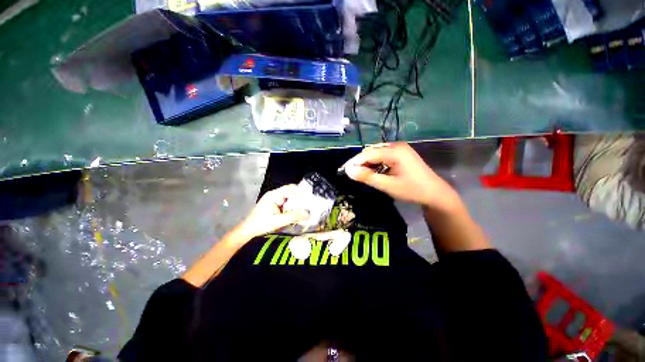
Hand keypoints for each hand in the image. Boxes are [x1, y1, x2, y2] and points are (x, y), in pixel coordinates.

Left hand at [238, 184, 308, 238]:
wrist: (247, 231)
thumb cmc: (261, 224)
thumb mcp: (279, 221)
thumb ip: (294, 216)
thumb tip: (308, 214)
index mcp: (274, 195)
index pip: (290, 188)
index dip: (300, 191)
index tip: (309, 197)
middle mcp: (274, 195)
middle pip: (290, 193)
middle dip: (299, 199)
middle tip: (308, 205)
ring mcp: (273, 199)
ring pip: (288, 199)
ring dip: (295, 204)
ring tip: (304, 210)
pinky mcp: (273, 205)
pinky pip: (284, 203)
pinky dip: (290, 207)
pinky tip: (294, 213)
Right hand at [342, 143, 460, 211]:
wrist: (435, 193)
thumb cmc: (412, 190)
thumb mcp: (387, 185)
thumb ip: (367, 177)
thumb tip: (348, 171)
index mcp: (394, 151)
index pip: (367, 154)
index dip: (354, 162)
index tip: (343, 171)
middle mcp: (396, 146)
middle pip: (371, 151)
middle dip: (360, 162)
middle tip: (352, 175)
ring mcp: (399, 149)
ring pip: (376, 153)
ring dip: (367, 163)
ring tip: (361, 175)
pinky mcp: (400, 154)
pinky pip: (382, 156)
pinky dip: (375, 164)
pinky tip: (373, 172)